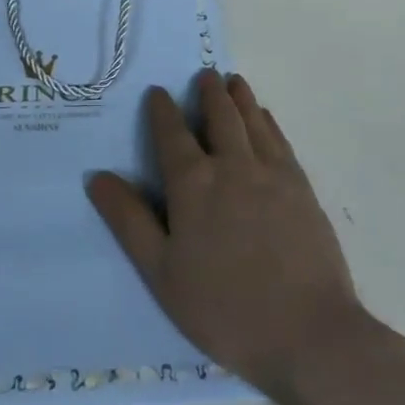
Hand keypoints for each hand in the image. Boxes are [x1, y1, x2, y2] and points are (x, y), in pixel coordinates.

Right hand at [86, 70, 360, 398]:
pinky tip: (265, 117)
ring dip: (240, 97)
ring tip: (233, 81)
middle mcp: (232, 165)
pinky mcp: (300, 185)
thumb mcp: (162, 273)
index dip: (163, 110)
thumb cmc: (224, 309)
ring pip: (251, 119)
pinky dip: (267, 121)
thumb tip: (97, 176)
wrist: (307, 330)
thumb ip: (129, 221)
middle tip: (204, 75)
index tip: (158, 91)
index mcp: (193, 184)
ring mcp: (271, 172)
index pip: (172, 134)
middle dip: (208, 92)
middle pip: (219, 115)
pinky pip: (279, 139)